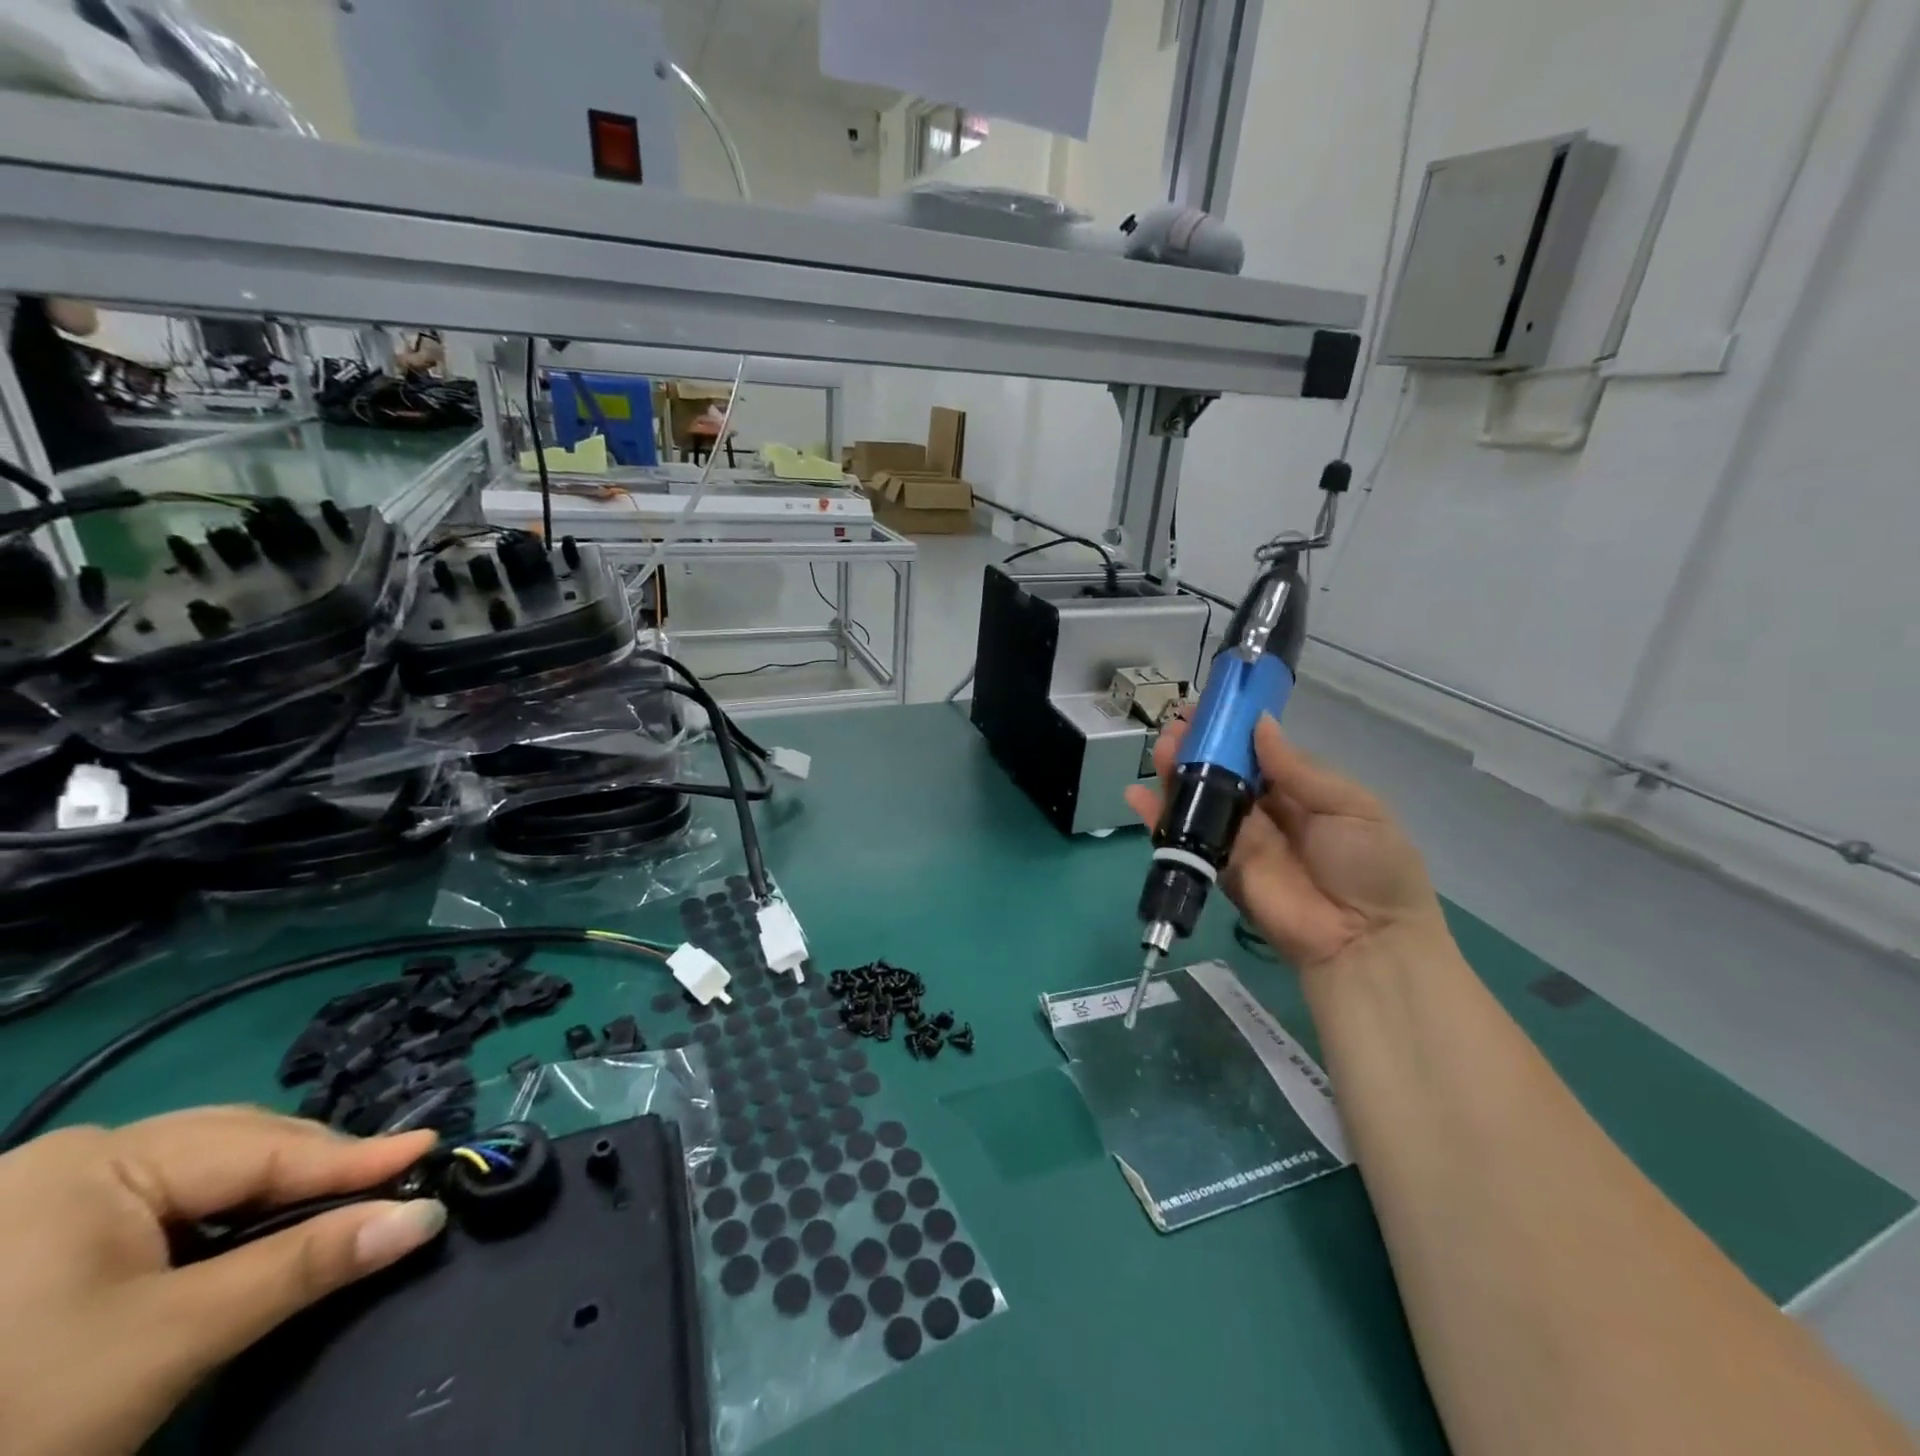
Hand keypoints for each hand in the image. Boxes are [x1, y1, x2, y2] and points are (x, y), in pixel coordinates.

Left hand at [0, 1108, 446, 1455]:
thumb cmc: (10, 1416)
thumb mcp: (167, 1343)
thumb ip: (306, 1265)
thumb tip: (424, 1216)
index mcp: (101, 1160)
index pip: (266, 1147)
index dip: (357, 1156)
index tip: (434, 1150)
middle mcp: (78, 1156)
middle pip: (238, 1148)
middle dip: (314, 1172)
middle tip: (390, 1188)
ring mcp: (50, 1194)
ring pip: (205, 1174)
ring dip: (274, 1195)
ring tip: (335, 1209)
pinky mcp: (38, 1236)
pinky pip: (165, 1204)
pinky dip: (223, 1219)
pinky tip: (250, 1239)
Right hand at [1126, 713, 1440, 971]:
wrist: (1366, 940)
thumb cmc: (1371, 866)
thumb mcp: (1353, 807)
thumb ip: (1299, 769)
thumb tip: (1259, 724)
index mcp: (1300, 792)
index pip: (1257, 754)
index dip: (1232, 732)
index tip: (1208, 709)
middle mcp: (1265, 813)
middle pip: (1223, 775)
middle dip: (1198, 749)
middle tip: (1176, 727)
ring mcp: (1239, 842)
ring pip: (1200, 801)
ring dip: (1176, 774)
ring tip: (1160, 750)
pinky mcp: (1219, 870)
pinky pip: (1186, 840)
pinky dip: (1159, 818)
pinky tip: (1137, 795)